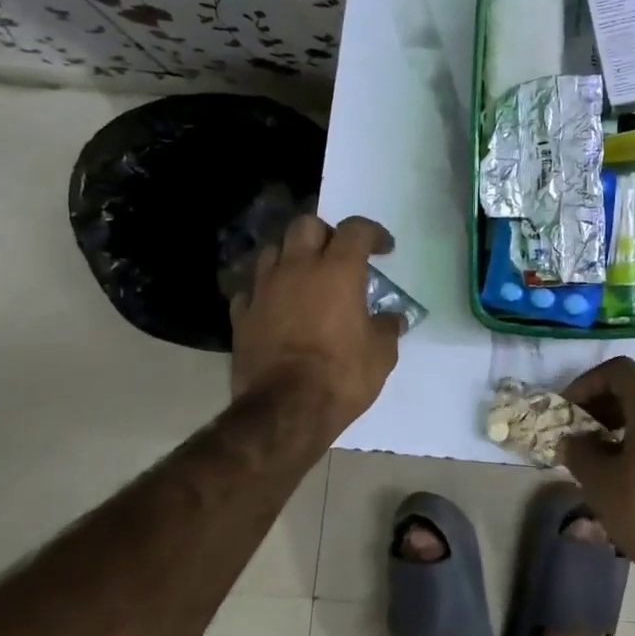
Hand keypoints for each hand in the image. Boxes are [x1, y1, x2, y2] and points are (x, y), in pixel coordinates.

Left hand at [229, 214, 404, 439]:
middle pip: (306, 225)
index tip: (384, 249)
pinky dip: (265, 291)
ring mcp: (264, 289)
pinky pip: (251, 289)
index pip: (356, 229)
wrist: (284, 410)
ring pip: (273, 250)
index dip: (373, 233)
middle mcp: (298, 268)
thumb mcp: (381, 354)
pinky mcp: (241, 315)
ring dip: (291, 256)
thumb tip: (393, 319)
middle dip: (325, 233)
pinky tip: (275, 306)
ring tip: (304, 277)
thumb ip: (387, 328)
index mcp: (338, 270)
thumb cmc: (341, 376)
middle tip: (338, 255)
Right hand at [561, 357, 634, 583]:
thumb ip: (580, 452)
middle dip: (603, 408)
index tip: (569, 411)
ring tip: (601, 460)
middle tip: (580, 435)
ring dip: (623, 428)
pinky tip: (631, 478)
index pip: (618, 370)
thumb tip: (573, 439)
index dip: (587, 384)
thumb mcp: (601, 483)